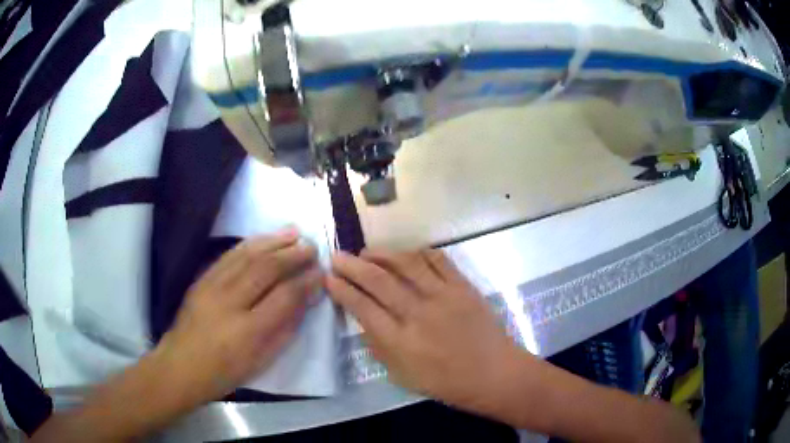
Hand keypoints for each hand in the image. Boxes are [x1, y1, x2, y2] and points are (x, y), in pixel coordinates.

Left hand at [153, 230, 321, 406]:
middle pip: (265, 269)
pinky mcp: (201, 279)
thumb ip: (284, 329)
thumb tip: (304, 300)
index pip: (284, 296)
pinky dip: (249, 244)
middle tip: (311, 247)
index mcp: (248, 331)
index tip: (321, 273)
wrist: (180, 366)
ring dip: (273, 242)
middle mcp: (229, 302)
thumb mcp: (261, 361)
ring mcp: (212, 287)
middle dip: (292, 255)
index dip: (306, 282)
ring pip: (247, 256)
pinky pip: (228, 256)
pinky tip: (263, 239)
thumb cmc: (225, 373)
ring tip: (293, 233)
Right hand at [327, 249, 528, 413]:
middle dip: (352, 265)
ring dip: (382, 253)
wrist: (493, 373)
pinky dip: (417, 252)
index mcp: (400, 341)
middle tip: (337, 256)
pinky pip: (438, 260)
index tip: (329, 277)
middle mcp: (418, 313)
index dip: (342, 290)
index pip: (362, 307)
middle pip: (378, 280)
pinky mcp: (463, 287)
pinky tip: (406, 253)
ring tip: (367, 251)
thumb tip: (363, 318)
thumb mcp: (402, 376)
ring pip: (406, 263)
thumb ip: (379, 347)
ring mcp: (443, 296)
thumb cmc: (446, 383)